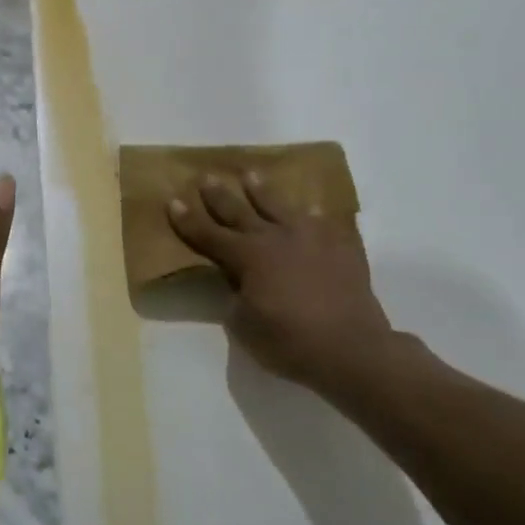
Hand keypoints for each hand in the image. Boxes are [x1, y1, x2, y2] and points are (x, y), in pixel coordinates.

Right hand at [168, 172, 393, 385]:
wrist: (352, 349)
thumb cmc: (288, 341)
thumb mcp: (243, 324)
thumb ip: (235, 297)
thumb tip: (238, 284)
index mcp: (246, 257)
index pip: (208, 235)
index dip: (188, 220)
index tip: (173, 200)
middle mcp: (275, 239)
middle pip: (240, 212)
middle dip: (219, 196)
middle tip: (206, 176)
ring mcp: (310, 239)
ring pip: (280, 207)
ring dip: (263, 191)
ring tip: (252, 175)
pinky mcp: (340, 249)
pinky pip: (325, 224)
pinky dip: (316, 216)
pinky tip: (314, 209)